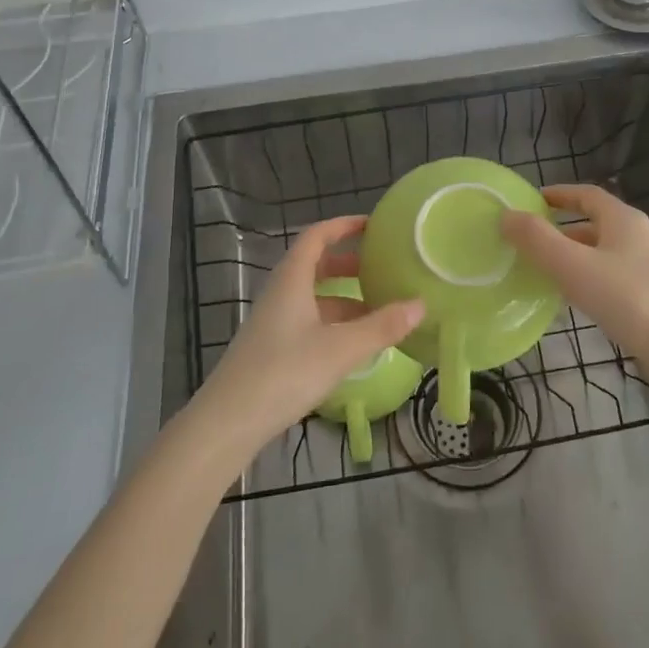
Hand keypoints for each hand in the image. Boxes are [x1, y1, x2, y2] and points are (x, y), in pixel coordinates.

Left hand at [198, 216, 423, 453]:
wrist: (227, 423)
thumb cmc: (284, 373)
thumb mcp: (340, 349)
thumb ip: (381, 327)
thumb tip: (420, 304)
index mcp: (292, 280)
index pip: (317, 236)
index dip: (343, 225)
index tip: (373, 225)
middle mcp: (281, 294)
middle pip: (316, 266)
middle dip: (349, 263)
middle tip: (382, 268)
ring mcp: (274, 323)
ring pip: (314, 297)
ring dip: (345, 298)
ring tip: (380, 309)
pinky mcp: (273, 350)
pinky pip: (309, 322)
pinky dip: (335, 323)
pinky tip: (355, 344)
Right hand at [502, 184, 648, 368]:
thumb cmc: (627, 298)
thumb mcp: (573, 265)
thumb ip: (537, 240)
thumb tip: (506, 215)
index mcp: (624, 220)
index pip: (588, 195)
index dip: (560, 194)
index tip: (533, 201)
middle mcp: (640, 238)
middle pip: (596, 224)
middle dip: (563, 230)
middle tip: (531, 242)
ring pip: (604, 255)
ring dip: (575, 258)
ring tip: (545, 273)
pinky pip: (613, 281)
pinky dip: (590, 282)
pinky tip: (575, 304)